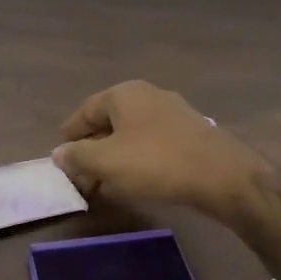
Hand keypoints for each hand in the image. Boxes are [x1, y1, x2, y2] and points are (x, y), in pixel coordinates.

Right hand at [51, 81, 267, 214]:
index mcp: (124, 94)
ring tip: (106, 186)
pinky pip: (154, 145)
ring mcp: (174, 113)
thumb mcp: (106, 162)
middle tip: (82, 178)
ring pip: (132, 135)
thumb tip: (59, 153)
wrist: (221, 176)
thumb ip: (77, 156)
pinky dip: (139, 161)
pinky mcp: (191, 134)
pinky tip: (136, 183)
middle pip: (110, 122)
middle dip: (93, 150)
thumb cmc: (155, 163)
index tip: (61, 158)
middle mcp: (149, 95)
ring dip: (115, 158)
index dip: (70, 135)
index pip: (86, 111)